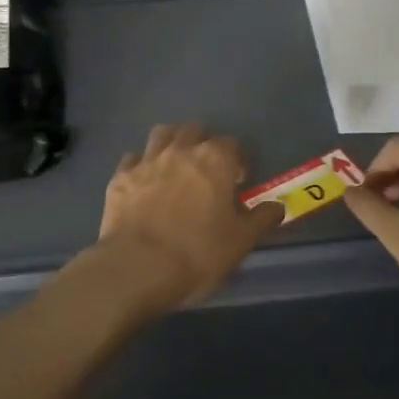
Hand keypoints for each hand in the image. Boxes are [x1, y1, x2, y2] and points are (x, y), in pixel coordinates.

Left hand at [95, 123, 283, 313]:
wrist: (137, 268)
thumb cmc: (197, 253)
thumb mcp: (240, 242)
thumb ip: (261, 219)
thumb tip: (278, 206)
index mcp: (214, 160)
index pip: (231, 144)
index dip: (237, 160)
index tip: (237, 181)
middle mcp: (180, 150)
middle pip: (194, 130)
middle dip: (202, 144)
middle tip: (207, 170)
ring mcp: (146, 160)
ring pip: (161, 134)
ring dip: (171, 143)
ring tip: (175, 166)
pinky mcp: (119, 177)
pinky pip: (132, 158)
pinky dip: (141, 165)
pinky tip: (144, 182)